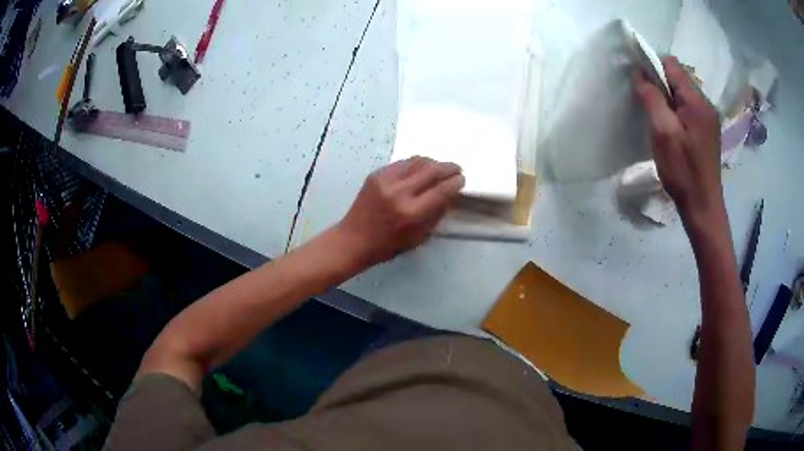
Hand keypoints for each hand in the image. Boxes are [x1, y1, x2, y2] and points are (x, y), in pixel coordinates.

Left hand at [335, 157, 464, 268]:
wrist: (353, 239)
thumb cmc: (388, 245)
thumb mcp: (418, 237)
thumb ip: (436, 214)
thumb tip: (450, 194)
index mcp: (411, 213)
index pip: (441, 190)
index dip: (455, 183)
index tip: (462, 180)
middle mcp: (399, 192)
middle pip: (432, 170)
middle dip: (448, 168)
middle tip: (457, 169)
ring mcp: (386, 180)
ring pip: (417, 161)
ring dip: (433, 162)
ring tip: (440, 167)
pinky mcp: (376, 174)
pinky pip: (402, 163)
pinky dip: (415, 164)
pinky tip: (420, 169)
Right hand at [634, 57, 724, 232]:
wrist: (703, 206)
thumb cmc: (683, 171)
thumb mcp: (663, 132)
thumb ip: (651, 98)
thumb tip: (639, 73)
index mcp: (697, 101)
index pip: (671, 65)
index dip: (652, 66)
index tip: (640, 83)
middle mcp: (706, 104)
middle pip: (678, 78)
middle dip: (660, 84)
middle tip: (648, 106)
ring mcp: (709, 118)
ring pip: (682, 94)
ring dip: (667, 99)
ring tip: (658, 120)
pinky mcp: (707, 131)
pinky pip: (688, 109)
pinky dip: (675, 111)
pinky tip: (671, 129)